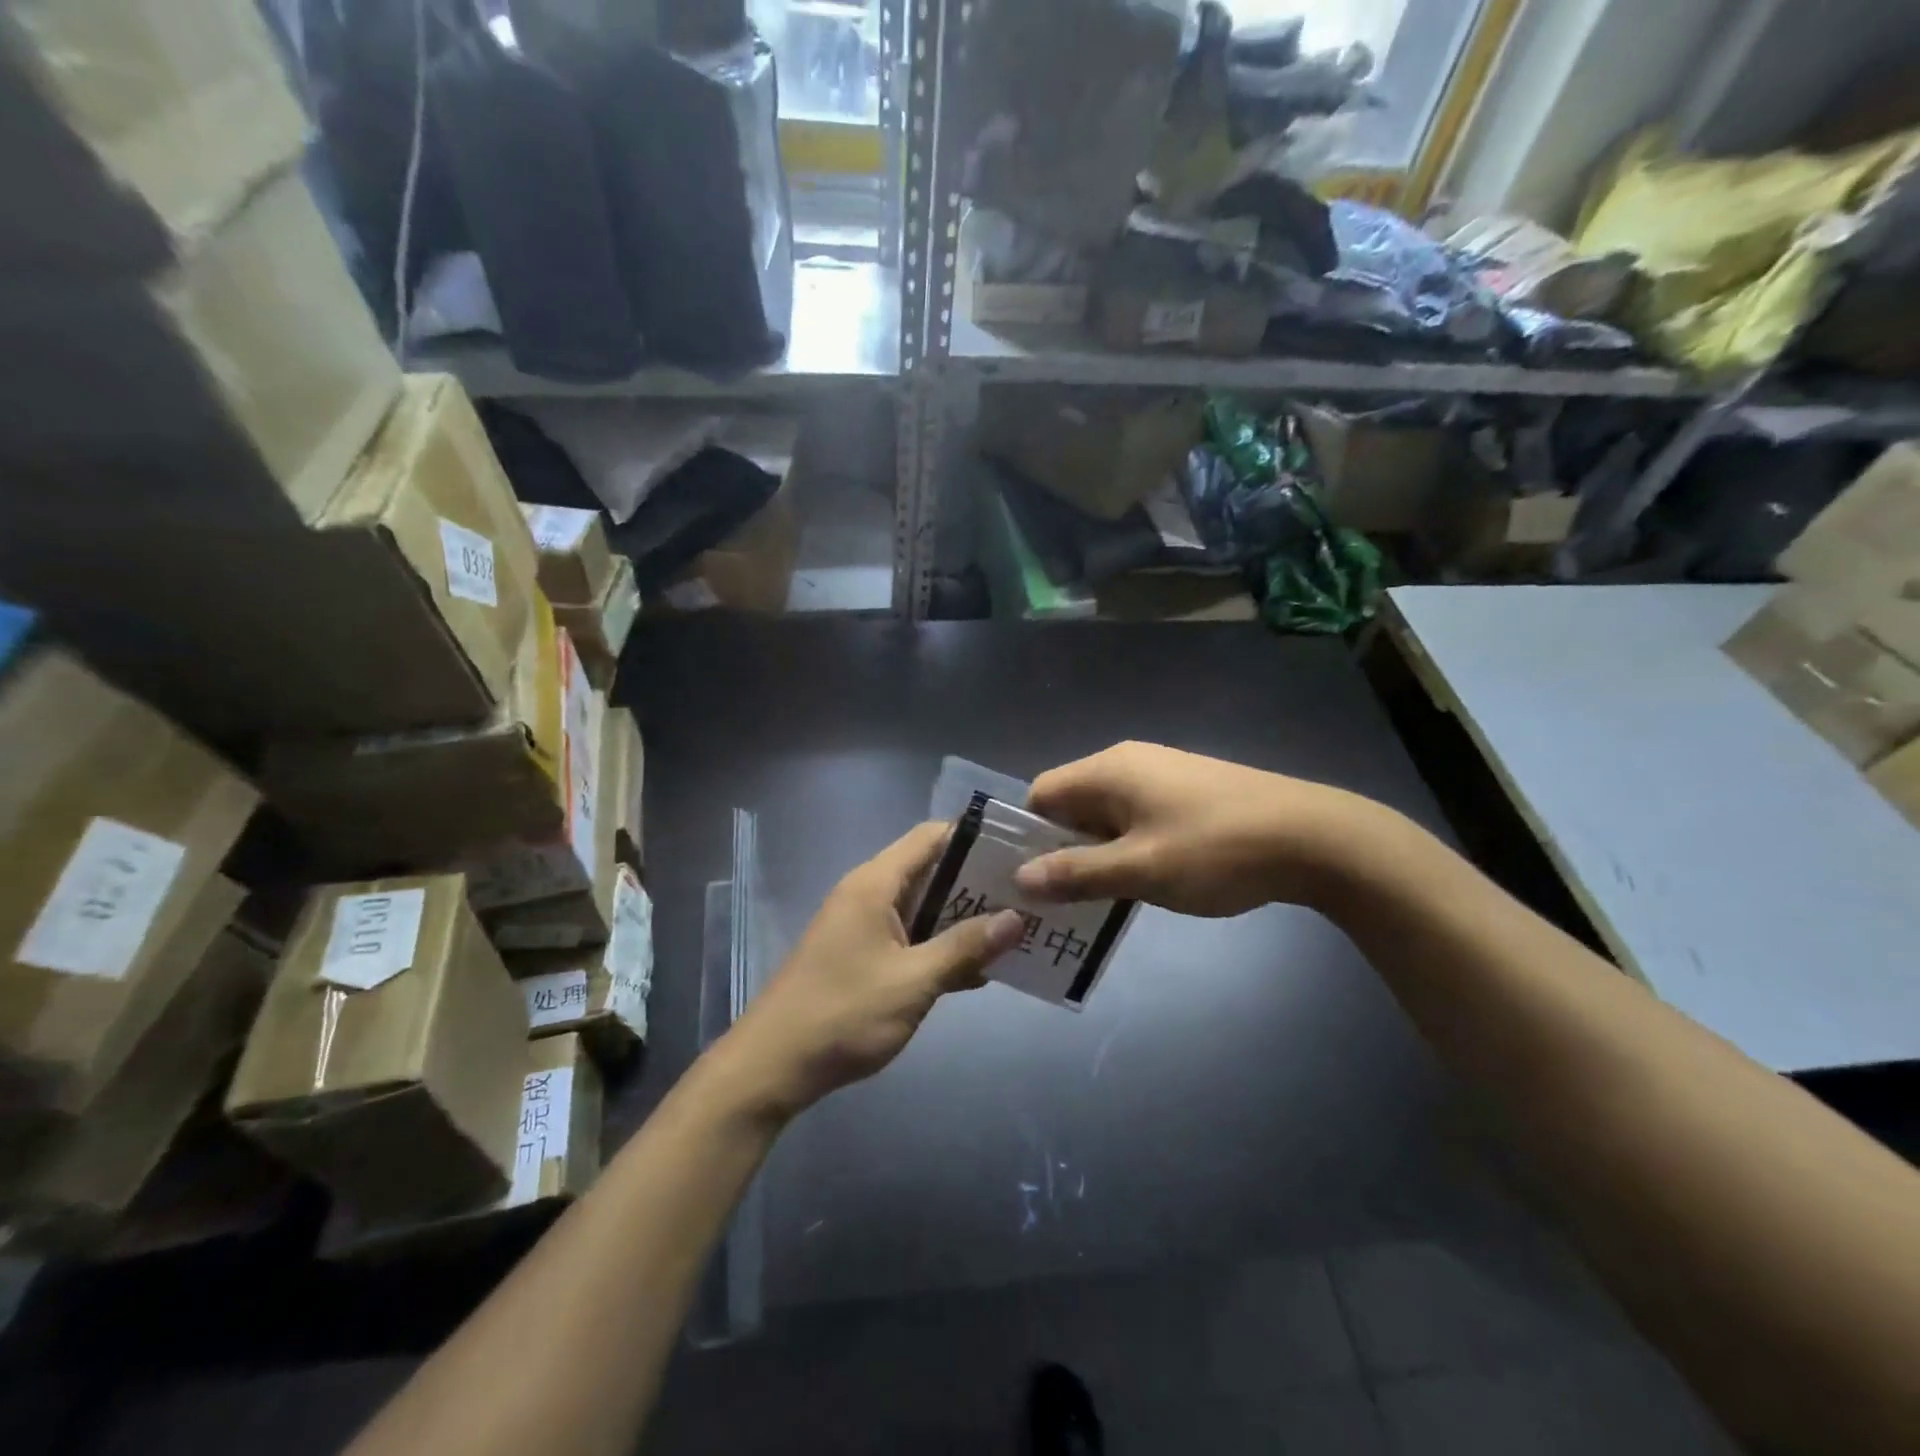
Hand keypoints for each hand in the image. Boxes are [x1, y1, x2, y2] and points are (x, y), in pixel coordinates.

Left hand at [717, 822, 1023, 1120]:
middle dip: (978, 883)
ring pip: (923, 907)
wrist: (773, 1066)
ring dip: (963, 919)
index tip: (1018, 853)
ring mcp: (863, 926)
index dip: (975, 839)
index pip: (931, 837)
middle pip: (931, 871)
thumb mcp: (913, 982)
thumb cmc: (843, 1014)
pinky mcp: (862, 956)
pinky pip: (910, 937)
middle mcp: (868, 894)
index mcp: (875, 884)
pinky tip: (979, 970)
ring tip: (1015, 929)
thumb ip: (965, 947)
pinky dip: (941, 946)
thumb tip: (1016, 917)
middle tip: (1027, 896)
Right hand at [1014, 741, 1375, 916]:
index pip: (1041, 793)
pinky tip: (1145, 882)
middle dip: (1061, 849)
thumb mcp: (1140, 869)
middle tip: (1058, 901)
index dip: (1027, 835)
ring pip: (1107, 814)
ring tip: (1098, 900)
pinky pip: (1138, 817)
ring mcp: (1163, 774)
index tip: (1026, 880)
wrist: (1315, 837)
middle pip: (1073, 803)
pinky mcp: (1190, 791)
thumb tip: (1021, 877)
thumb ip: (1077, 874)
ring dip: (1097, 853)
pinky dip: (1128, 847)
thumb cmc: (1216, 850)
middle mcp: (1129, 762)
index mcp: (1108, 770)